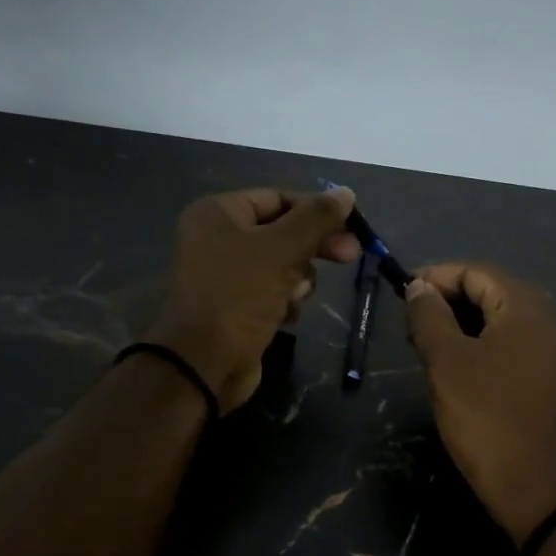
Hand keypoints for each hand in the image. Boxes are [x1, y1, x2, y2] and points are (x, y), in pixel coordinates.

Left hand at [146, 188, 359, 412]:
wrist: (204, 363)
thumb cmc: (239, 295)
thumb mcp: (282, 250)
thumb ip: (316, 219)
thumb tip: (346, 192)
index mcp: (218, 213)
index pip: (279, 198)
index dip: (316, 211)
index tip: (351, 227)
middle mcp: (217, 237)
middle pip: (282, 232)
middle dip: (313, 248)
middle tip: (350, 256)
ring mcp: (225, 274)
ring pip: (282, 264)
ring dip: (298, 280)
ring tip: (294, 297)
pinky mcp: (235, 305)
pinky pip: (272, 291)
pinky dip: (284, 301)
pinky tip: (285, 316)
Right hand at [404, 263, 555, 544]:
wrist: (543, 490)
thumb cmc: (489, 419)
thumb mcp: (448, 364)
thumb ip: (430, 317)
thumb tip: (418, 286)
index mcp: (526, 308)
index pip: (477, 271)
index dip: (436, 276)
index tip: (401, 293)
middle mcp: (548, 321)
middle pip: (493, 292)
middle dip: (449, 299)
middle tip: (412, 322)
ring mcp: (555, 353)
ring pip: (503, 321)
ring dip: (464, 324)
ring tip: (429, 345)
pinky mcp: (554, 381)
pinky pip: (514, 347)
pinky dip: (484, 346)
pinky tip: (460, 368)